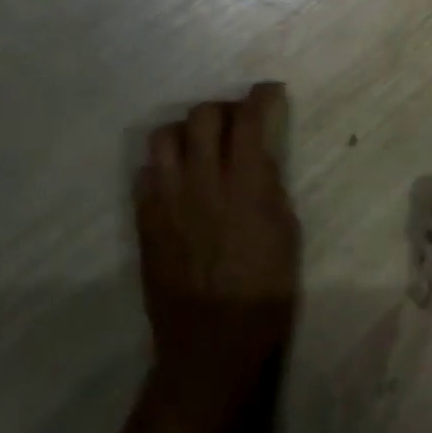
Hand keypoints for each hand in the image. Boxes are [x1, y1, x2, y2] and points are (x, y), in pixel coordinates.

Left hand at [134, 83, 299, 432]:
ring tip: (200, 147)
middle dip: (222, 108)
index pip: (249, 119)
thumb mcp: (286, 232)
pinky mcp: (145, 221)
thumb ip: (269, 187)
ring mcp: (167, 200)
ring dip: (186, 132)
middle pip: (202, 116)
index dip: (261, 96)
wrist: (213, 341)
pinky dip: (163, 167)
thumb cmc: (266, 290)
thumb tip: (259, 158)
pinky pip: (145, 174)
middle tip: (235, 121)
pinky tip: (178, 182)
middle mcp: (202, 181)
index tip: (269, 91)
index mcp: (245, 183)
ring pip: (164, 137)